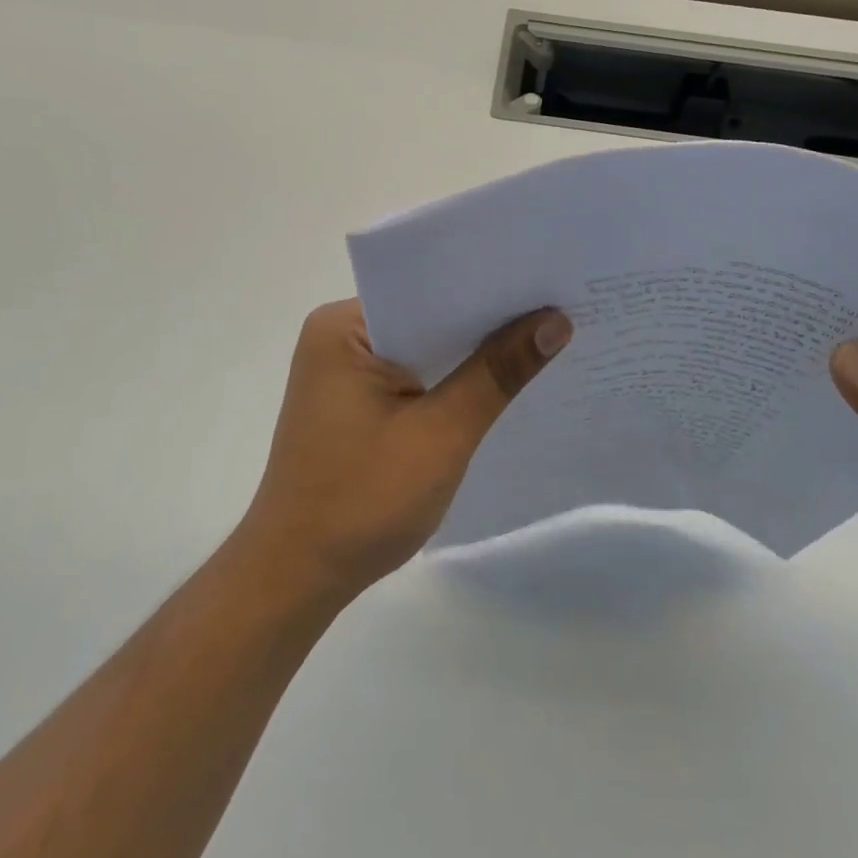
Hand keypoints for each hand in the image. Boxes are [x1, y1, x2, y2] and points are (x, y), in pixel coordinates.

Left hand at [234, 300, 572, 607]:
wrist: (297, 576)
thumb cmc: (361, 502)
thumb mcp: (440, 434)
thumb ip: (496, 373)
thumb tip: (555, 321)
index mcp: (343, 327)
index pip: (428, 288)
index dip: (489, 286)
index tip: (548, 281)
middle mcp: (338, 336)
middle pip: (427, 315)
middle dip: (486, 320)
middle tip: (560, 307)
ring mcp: (343, 370)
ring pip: (422, 346)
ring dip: (470, 352)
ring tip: (544, 338)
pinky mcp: (353, 401)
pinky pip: (412, 374)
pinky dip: (449, 380)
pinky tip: (497, 383)